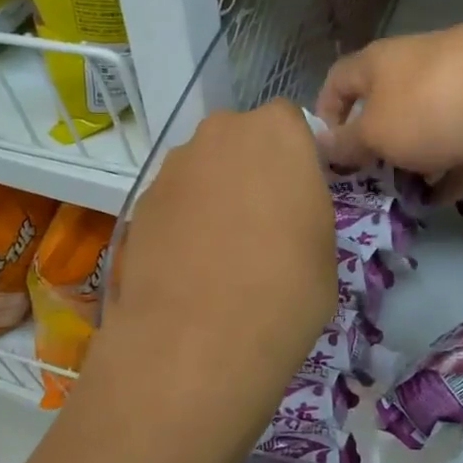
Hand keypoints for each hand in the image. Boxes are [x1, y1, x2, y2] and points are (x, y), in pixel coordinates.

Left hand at [97, 102, 336, 443]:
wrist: (198, 340)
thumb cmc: (286, 289)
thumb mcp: (324, 249)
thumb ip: (304, 209)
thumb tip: (285, 215)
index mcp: (276, 133)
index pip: (289, 122)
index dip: (295, 157)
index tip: (299, 195)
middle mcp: (219, 134)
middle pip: (239, 141)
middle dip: (250, 170)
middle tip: (262, 222)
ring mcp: (173, 167)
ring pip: (202, 170)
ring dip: (212, 195)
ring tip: (220, 252)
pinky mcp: (138, 203)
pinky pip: (173, 202)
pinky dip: (182, 222)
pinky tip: (188, 267)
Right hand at [314, 9, 462, 200]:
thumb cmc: (436, 104)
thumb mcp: (377, 130)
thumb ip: (347, 144)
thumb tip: (321, 146)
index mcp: (378, 66)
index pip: (338, 82)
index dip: (324, 114)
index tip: (323, 155)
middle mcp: (413, 75)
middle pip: (382, 111)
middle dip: (371, 149)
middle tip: (361, 189)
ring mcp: (456, 99)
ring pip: (423, 135)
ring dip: (410, 165)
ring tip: (396, 202)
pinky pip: (460, 153)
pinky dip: (449, 175)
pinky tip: (438, 202)